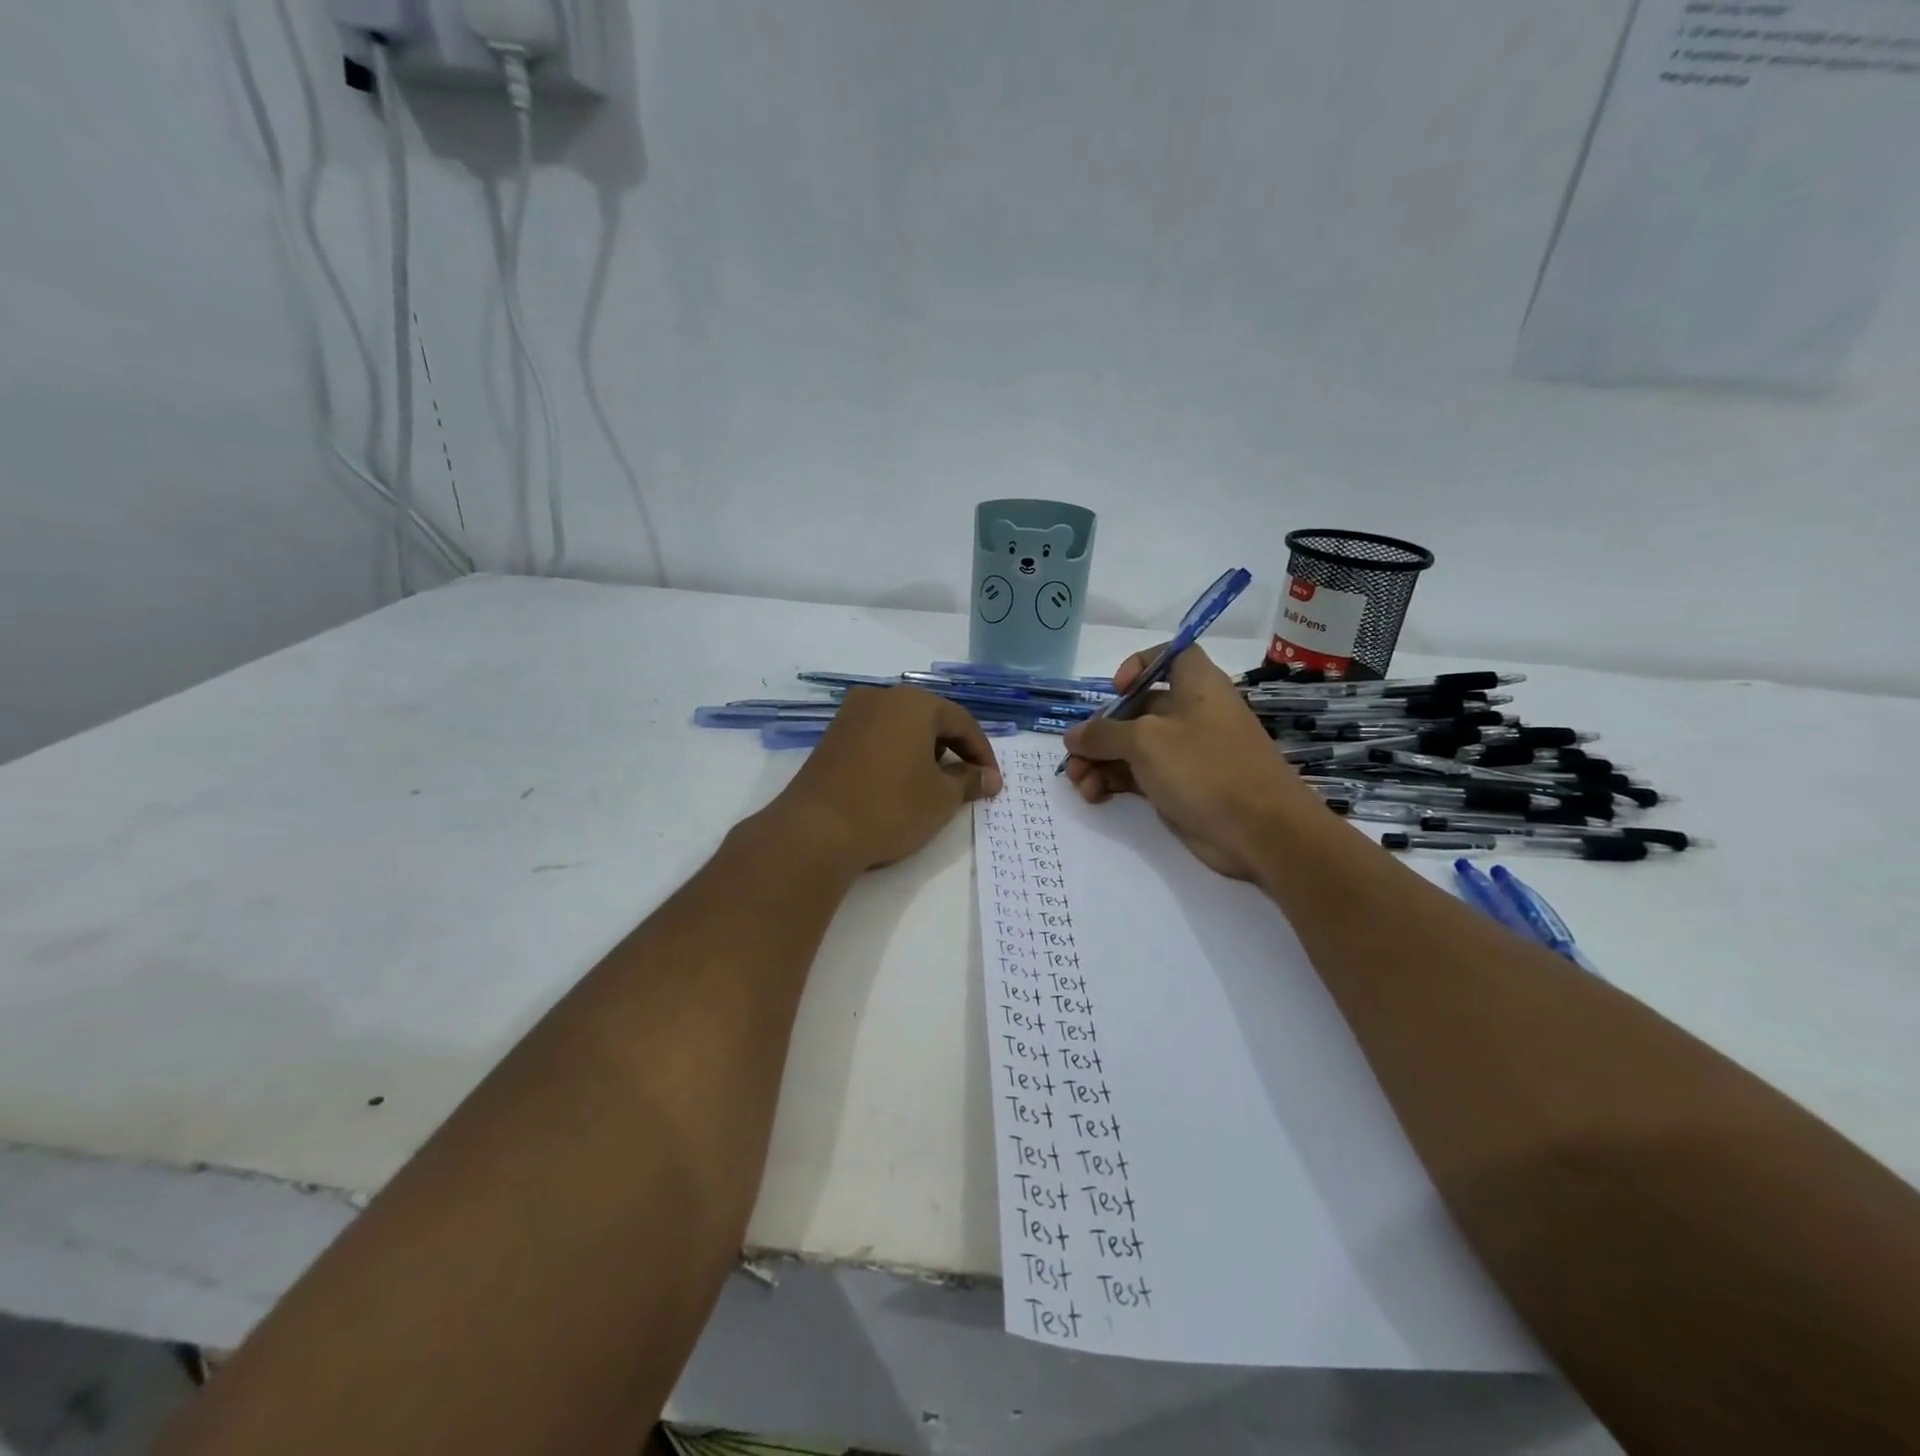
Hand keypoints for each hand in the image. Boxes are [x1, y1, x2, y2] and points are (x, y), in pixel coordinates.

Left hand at [771, 686, 1002, 872]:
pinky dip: (896, 756)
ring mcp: (850, 716)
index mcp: (913, 702)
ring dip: (924, 753)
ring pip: (901, 728)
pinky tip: (899, 785)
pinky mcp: (831, 738)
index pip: (962, 722)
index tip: (992, 783)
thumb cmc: (890, 807)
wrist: (815, 831)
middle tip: (967, 783)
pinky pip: (877, 739)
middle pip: (930, 719)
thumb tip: (990, 778)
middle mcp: (880, 698)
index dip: (982, 753)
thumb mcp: (942, 798)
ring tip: (934, 786)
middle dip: (953, 750)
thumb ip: (970, 781)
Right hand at [1062, 646, 1320, 879]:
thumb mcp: (1146, 741)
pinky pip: (1139, 774)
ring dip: (1100, 761)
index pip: (1170, 655)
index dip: (1140, 664)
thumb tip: (1073, 736)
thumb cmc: (1205, 767)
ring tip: (1079, 784)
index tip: (1116, 688)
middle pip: (1137, 708)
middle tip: (1075, 756)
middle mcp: (1191, 712)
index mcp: (1195, 684)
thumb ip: (1103, 734)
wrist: (1260, 831)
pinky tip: (1094, 796)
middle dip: (1100, 730)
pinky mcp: (1181, 786)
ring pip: (1132, 746)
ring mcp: (1186, 752)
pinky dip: (1114, 781)